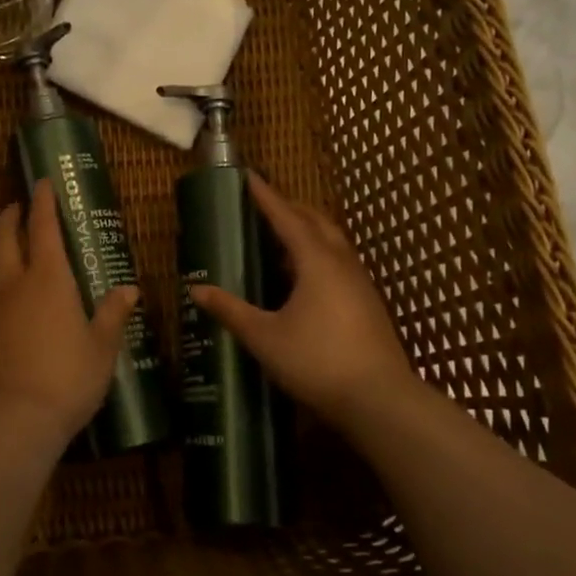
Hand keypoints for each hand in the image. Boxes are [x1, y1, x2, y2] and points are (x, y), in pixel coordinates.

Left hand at [0, 178, 141, 444]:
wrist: (11, 422)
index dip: (43, 202)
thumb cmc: (67, 379)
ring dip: (2, 255)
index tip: (42, 182)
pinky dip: (0, 294)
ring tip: (17, 259)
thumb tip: (129, 289)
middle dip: (9, 218)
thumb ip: (112, 315)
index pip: (43, 227)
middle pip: (3, 239)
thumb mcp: (101, 348)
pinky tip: (13, 313)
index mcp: (48, 280)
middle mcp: (13, 286)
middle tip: (17, 207)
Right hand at [188, 174, 419, 425]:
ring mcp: (359, 282)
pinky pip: (340, 262)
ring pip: (332, 241)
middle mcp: (341, 262)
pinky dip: (319, 253)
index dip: (265, 196)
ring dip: (307, 230)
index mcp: (316, 261)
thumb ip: (231, 310)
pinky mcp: (367, 302)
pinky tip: (304, 277)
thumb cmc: (317, 361)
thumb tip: (196, 289)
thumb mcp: (264, 337)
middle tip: (263, 205)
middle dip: (290, 208)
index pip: (286, 217)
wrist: (379, 399)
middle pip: (316, 221)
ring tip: (281, 237)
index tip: (248, 176)